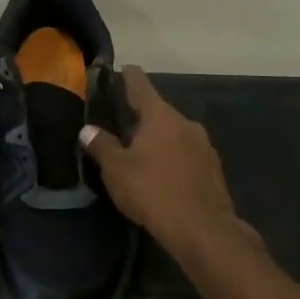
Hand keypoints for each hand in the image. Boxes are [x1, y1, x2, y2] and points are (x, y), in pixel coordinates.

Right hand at [80, 66, 249, 258]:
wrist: (203, 229)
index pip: (140, 85)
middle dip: (140, 116)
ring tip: (139, 152)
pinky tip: (161, 173)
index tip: (121, 69)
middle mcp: (185, 123)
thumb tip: (87, 129)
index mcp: (160, 116)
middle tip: (120, 125)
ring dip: (157, 138)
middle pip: (158, 111)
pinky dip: (171, 156)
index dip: (127, 76)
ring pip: (173, 133)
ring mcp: (203, 145)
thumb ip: (101, 146)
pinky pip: (185, 153)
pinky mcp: (212, 168)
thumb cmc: (153, 192)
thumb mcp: (117, 170)